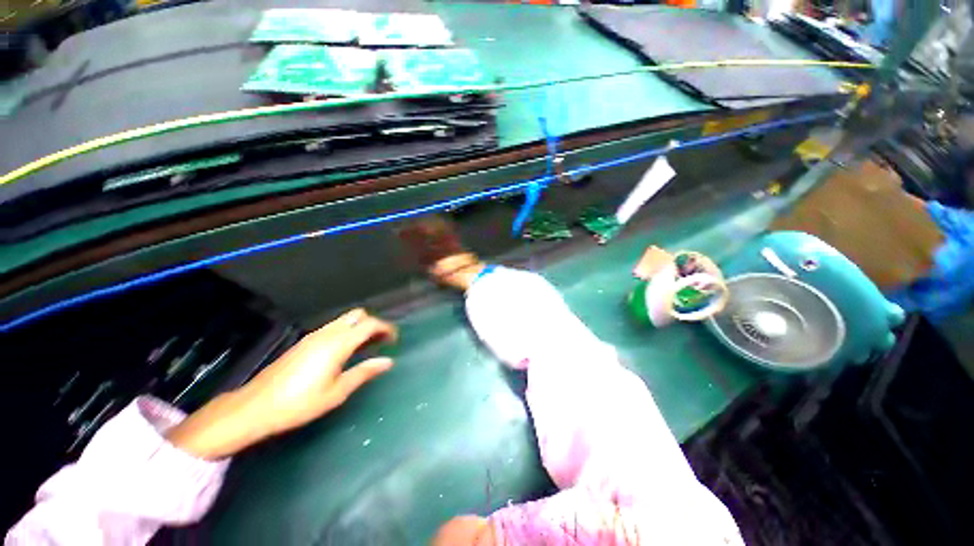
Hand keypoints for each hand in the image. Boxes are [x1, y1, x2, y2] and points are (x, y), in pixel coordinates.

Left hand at [167, 309, 396, 458]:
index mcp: (337, 344)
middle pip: (357, 315)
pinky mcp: (304, 342)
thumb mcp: (337, 392)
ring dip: (360, 327)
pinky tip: (345, 351)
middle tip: (381, 341)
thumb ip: (364, 372)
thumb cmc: (299, 403)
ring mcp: (313, 336)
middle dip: (373, 324)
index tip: (395, 339)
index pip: (369, 324)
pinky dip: (347, 332)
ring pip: (344, 320)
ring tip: (367, 347)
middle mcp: (327, 334)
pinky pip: (333, 328)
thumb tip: (388, 361)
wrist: (255, 407)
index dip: (386, 328)